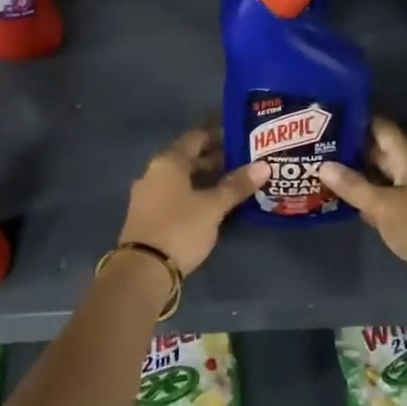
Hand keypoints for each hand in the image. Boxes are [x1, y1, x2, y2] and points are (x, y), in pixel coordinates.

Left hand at [118, 127, 267, 277]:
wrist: (142, 270)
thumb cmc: (180, 228)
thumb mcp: (213, 207)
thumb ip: (236, 186)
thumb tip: (263, 166)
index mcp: (168, 162)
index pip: (196, 137)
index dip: (218, 135)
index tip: (240, 137)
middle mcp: (153, 173)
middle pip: (187, 159)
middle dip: (214, 159)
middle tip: (243, 162)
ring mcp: (147, 195)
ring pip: (181, 179)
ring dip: (204, 179)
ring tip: (232, 184)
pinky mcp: (147, 216)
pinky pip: (174, 196)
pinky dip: (193, 195)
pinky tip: (211, 205)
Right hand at [319, 118, 406, 308]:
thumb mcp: (383, 206)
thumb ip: (353, 186)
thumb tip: (323, 165)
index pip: (381, 127)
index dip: (357, 119)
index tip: (328, 116)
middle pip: (380, 152)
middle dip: (351, 149)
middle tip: (317, 146)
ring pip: (382, 177)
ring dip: (357, 175)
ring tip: (322, 170)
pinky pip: (387, 200)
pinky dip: (368, 199)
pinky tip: (345, 202)